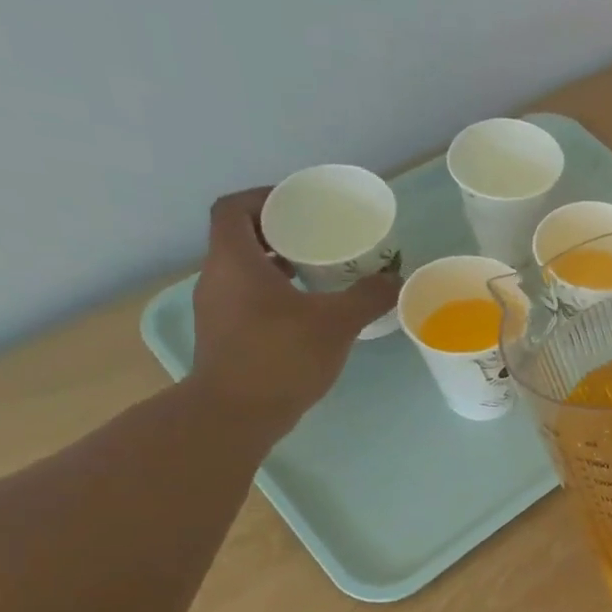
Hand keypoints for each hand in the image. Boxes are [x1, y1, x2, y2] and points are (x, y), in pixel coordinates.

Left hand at [188, 187, 402, 430]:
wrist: (236, 414)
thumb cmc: (281, 356)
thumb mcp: (336, 323)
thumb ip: (368, 297)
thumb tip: (395, 278)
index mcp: (235, 260)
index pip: (234, 208)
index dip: (264, 198)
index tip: (299, 205)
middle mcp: (217, 277)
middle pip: (241, 238)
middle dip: (280, 234)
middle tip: (320, 239)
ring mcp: (217, 309)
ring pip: (245, 271)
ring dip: (278, 266)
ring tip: (320, 275)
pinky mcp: (225, 336)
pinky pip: (248, 299)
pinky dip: (274, 294)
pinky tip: (308, 313)